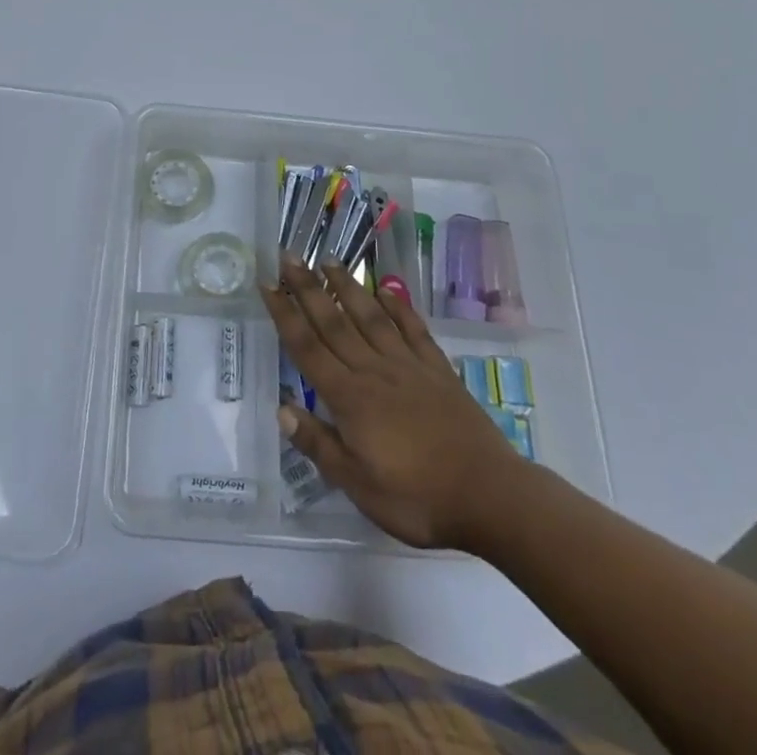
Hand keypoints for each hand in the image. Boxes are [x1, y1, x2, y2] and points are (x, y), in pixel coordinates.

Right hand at [261, 255, 534, 550]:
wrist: (490, 497)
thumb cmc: (417, 498)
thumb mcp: (358, 485)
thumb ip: (319, 444)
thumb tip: (282, 408)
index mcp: (350, 398)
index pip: (307, 348)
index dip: (284, 315)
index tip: (267, 284)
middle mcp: (374, 371)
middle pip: (334, 323)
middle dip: (308, 288)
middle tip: (288, 257)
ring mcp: (408, 366)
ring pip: (371, 317)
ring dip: (347, 288)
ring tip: (329, 261)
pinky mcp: (438, 370)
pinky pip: (413, 330)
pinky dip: (398, 307)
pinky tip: (386, 289)